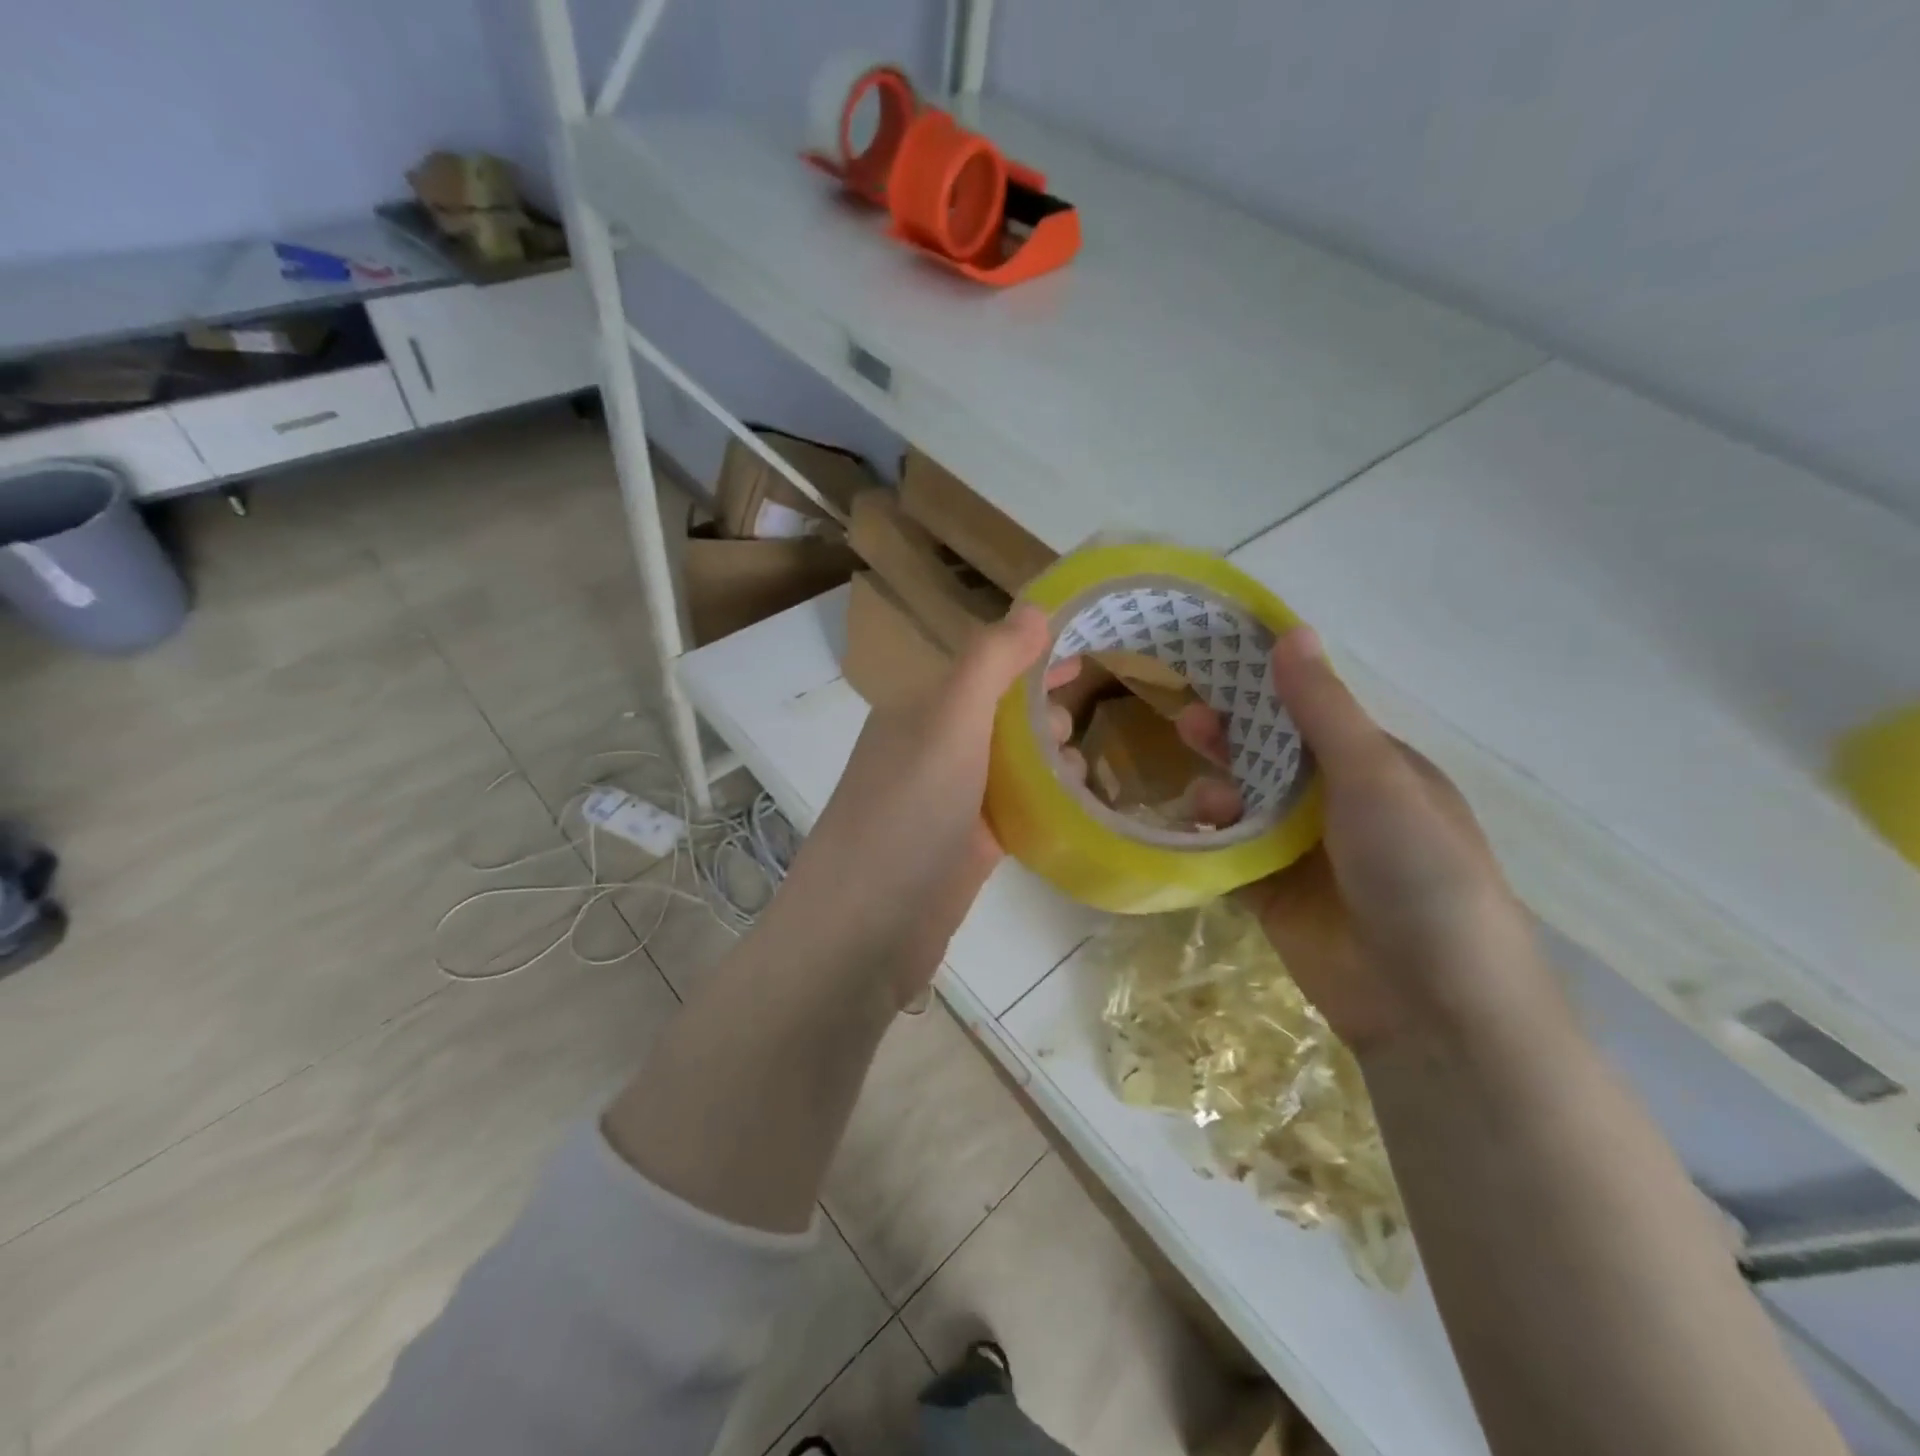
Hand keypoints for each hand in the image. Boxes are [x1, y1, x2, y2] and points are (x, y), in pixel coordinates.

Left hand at [776, 606, 1075, 1008]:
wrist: (867, 929)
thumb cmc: (908, 814)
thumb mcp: (949, 722)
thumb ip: (990, 661)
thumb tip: (1035, 607)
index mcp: (921, 710)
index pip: (986, 666)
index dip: (1033, 654)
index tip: (1088, 648)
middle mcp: (932, 749)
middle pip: (1002, 714)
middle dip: (1044, 709)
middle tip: (1078, 725)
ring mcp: (949, 801)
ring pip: (1012, 763)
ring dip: (1049, 757)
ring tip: (1078, 769)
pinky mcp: (967, 847)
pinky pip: (1015, 808)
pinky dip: (1045, 801)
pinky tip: (1075, 806)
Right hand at [1177, 628, 1547, 1052]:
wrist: (1430, 1001)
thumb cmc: (1417, 869)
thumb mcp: (1374, 777)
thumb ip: (1322, 710)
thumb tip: (1292, 631)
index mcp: (1376, 769)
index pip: (1310, 714)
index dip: (1264, 689)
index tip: (1213, 667)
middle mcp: (1339, 805)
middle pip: (1270, 757)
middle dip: (1231, 738)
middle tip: (1187, 723)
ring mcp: (1304, 852)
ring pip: (1245, 804)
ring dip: (1220, 790)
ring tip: (1205, 799)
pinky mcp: (1273, 894)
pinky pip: (1230, 852)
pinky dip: (1210, 837)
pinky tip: (1200, 830)